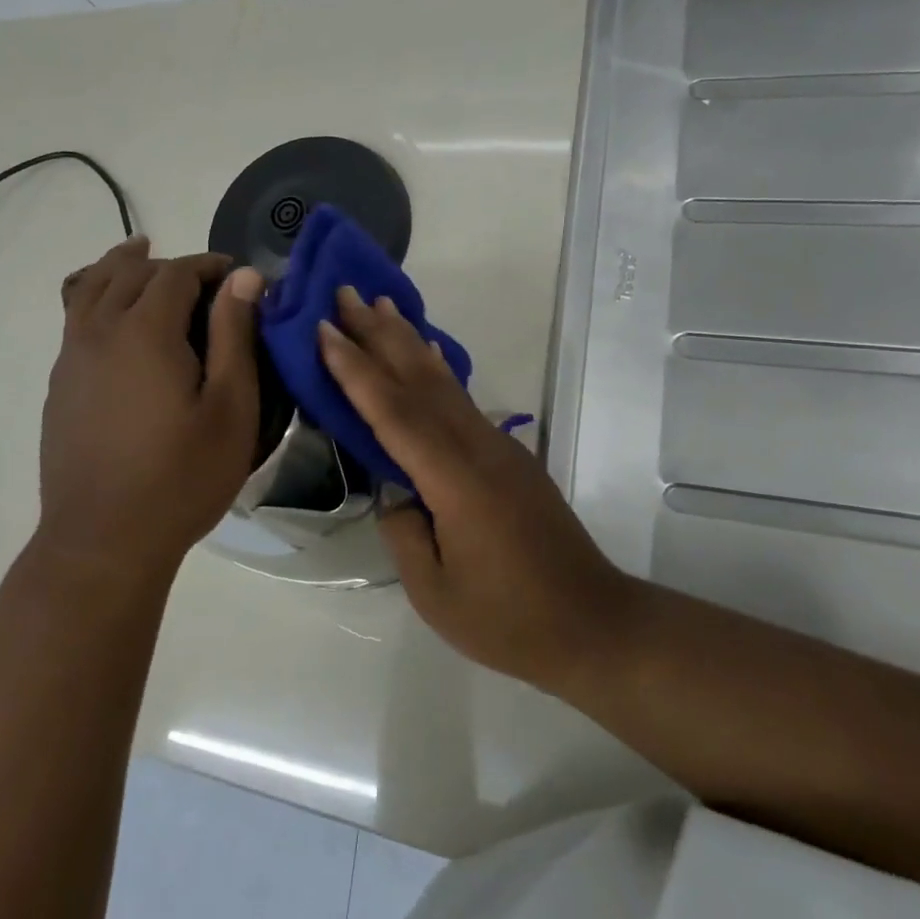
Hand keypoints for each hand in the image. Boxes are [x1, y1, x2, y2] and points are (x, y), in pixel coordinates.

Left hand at [37, 237, 262, 580]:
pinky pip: (73, 318)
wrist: (103, 542)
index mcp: (145, 331)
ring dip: (119, 266)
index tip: (238, 278)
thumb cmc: (182, 477)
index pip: (176, 273)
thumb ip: (236, 335)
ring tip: (139, 253)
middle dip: (168, 264)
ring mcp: (71, 359)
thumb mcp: (231, 408)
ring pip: (88, 287)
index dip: (210, 266)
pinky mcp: (60, 386)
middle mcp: (99, 332)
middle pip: (128, 272)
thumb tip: (244, 277)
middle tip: (203, 280)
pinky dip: (93, 296)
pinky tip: (110, 315)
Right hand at [317, 287, 635, 691]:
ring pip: (445, 382)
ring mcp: (498, 448)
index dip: (356, 370)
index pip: (394, 413)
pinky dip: (441, 370)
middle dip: (379, 335)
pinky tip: (432, 351)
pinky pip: (463, 401)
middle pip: (420, 380)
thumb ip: (405, 531)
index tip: (325, 328)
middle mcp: (477, 449)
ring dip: (410, 340)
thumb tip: (397, 492)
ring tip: (383, 305)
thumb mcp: (435, 592)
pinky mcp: (510, 457)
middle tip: (347, 294)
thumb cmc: (509, 620)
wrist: (594, 624)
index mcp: (454, 481)